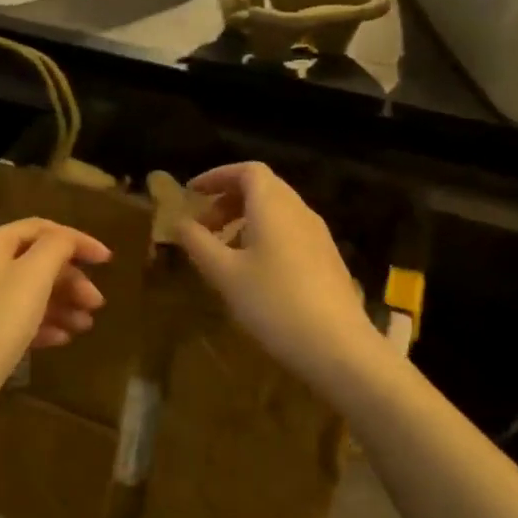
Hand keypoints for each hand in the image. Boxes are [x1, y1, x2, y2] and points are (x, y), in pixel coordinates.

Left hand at [0, 217, 110, 395]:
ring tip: (85, 326)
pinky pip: (21, 319)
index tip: (107, 260)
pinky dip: (45, 324)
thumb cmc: (0, 319)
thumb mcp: (35, 274)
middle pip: (38, 262)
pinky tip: (63, 339)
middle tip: (97, 303)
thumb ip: (57, 247)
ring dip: (64, 304)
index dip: (77, 240)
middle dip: (72, 280)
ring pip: (32, 292)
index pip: (42, 229)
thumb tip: (68, 240)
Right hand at [177, 162, 381, 383]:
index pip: (248, 171)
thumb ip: (198, 243)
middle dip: (228, 199)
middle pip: (263, 188)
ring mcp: (318, 235)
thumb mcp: (224, 274)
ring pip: (277, 211)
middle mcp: (300, 211)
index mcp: (274, 206)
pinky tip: (254, 270)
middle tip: (203, 225)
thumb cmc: (273, 304)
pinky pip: (290, 231)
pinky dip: (265, 235)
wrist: (338, 347)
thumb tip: (179, 221)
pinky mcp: (327, 259)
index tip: (193, 193)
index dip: (218, 176)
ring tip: (223, 249)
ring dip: (246, 219)